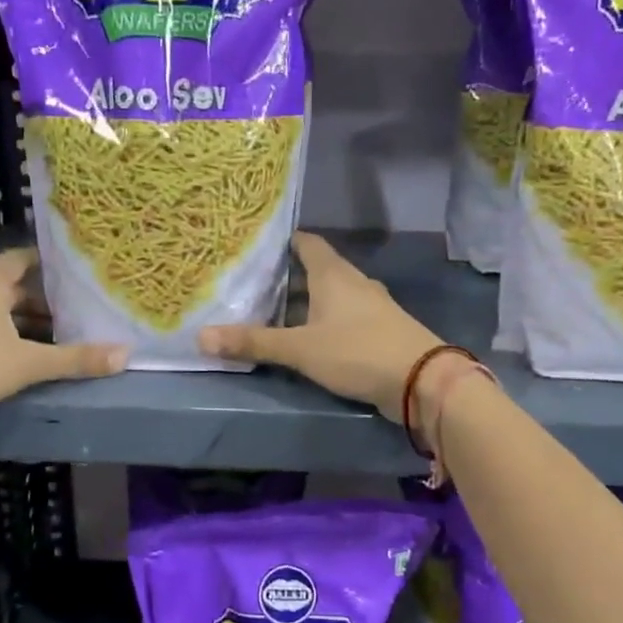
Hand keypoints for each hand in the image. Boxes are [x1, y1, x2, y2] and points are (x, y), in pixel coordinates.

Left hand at [0, 247, 125, 427]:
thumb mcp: (26, 365)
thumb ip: (75, 359)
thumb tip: (127, 355)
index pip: (24, 258)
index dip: (51, 263)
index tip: (79, 272)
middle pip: (11, 285)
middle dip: (43, 298)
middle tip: (78, 310)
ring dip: (22, 319)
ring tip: (55, 335)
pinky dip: (1, 332)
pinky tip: (16, 355)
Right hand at [201, 232, 441, 417]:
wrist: (421, 381)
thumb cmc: (357, 351)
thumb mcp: (300, 349)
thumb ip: (254, 342)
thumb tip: (200, 338)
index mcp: (334, 274)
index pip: (307, 243)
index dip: (283, 242)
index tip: (257, 246)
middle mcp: (354, 283)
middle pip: (317, 270)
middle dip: (288, 276)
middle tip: (253, 283)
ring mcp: (371, 307)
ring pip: (331, 296)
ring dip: (306, 302)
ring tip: (273, 312)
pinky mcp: (380, 331)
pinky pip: (344, 318)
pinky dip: (324, 322)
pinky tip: (308, 338)